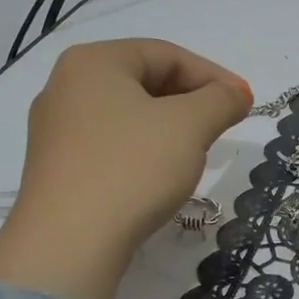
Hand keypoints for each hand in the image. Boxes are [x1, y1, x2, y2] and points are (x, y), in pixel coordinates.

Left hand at [0, 39, 250, 298]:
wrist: (69, 244)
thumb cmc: (132, 168)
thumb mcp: (190, 125)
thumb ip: (221, 100)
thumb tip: (235, 94)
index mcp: (93, 61)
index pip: (166, 54)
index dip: (213, 75)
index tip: (244, 102)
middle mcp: (65, 86)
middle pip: (144, 81)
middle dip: (190, 101)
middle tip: (222, 127)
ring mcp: (54, 130)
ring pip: (128, 116)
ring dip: (169, 128)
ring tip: (195, 153)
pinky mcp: (55, 169)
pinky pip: (110, 145)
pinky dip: (142, 152)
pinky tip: (158, 177)